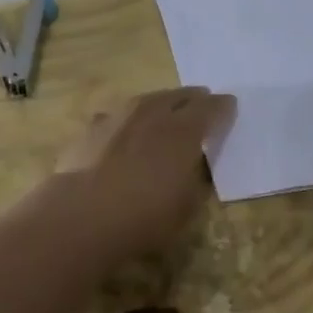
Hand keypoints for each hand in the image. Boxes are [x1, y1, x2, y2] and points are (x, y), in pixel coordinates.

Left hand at [54, 87, 235, 257]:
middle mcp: (154, 113)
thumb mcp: (186, 206)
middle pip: (179, 96)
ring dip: (161, 102)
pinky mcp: (91, 128)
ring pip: (147, 99)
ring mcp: (119, 116)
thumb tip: (193, 167)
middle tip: (201, 101)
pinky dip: (128, 119)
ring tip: (166, 108)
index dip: (222, 107)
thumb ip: (194, 179)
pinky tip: (126, 128)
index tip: (229, 106)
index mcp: (185, 130)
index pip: (211, 108)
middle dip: (193, 98)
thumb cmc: (144, 216)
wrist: (82, 215)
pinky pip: (118, 115)